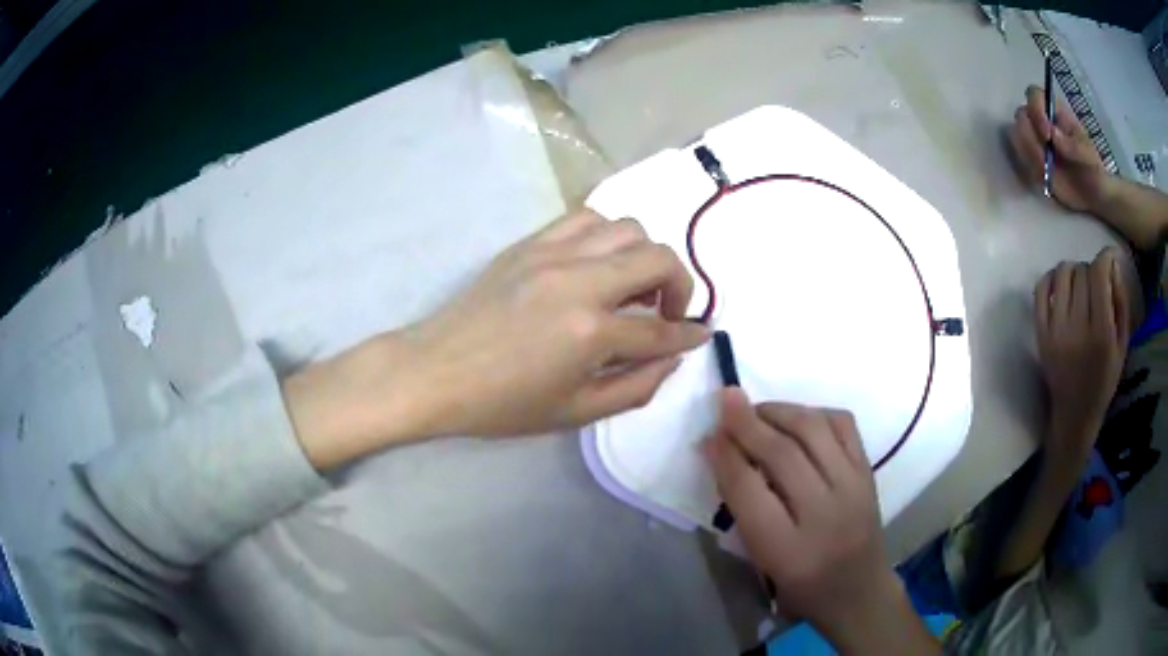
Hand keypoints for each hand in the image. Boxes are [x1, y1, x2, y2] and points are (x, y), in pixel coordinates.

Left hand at [286, 209, 708, 468]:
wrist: (435, 371)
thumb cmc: (501, 404)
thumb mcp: (574, 413)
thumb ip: (634, 387)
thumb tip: (671, 358)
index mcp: (590, 332)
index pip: (660, 329)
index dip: (688, 335)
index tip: (701, 334)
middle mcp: (579, 280)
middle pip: (658, 258)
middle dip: (681, 285)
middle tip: (669, 311)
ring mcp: (552, 254)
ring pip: (627, 227)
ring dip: (645, 255)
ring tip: (634, 285)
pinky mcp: (530, 242)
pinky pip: (585, 218)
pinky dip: (607, 235)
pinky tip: (599, 262)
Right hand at [704, 389, 915, 649]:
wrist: (859, 591)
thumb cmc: (801, 588)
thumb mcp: (762, 563)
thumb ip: (743, 512)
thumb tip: (722, 454)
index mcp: (788, 552)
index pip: (749, 491)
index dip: (725, 457)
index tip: (708, 435)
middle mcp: (824, 515)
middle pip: (781, 454)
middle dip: (747, 423)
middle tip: (725, 401)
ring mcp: (853, 488)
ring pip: (814, 429)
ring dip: (780, 410)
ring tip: (757, 410)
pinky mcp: (869, 472)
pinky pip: (843, 424)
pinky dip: (815, 413)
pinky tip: (798, 418)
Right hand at [1009, 85, 1112, 212]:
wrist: (1093, 197)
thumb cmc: (1092, 170)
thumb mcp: (1088, 156)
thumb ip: (1072, 144)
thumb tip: (1052, 134)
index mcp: (1054, 111)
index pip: (1034, 95)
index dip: (1035, 111)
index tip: (1047, 136)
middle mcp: (1040, 121)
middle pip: (1021, 115)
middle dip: (1030, 137)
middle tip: (1044, 159)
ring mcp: (1035, 141)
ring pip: (1016, 136)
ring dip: (1029, 154)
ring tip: (1045, 170)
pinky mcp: (1032, 160)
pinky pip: (1021, 159)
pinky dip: (1030, 169)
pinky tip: (1044, 178)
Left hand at [1034, 247, 1129, 462]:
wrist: (1075, 414)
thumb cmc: (1104, 380)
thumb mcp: (1122, 345)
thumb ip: (1121, 303)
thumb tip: (1112, 264)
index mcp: (1101, 333)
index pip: (1098, 275)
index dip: (1105, 258)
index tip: (1109, 258)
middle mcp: (1077, 329)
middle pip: (1082, 272)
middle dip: (1092, 269)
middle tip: (1097, 282)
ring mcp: (1055, 331)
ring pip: (1062, 274)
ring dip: (1073, 270)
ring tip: (1081, 284)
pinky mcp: (1040, 334)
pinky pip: (1041, 289)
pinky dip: (1051, 277)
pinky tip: (1061, 284)